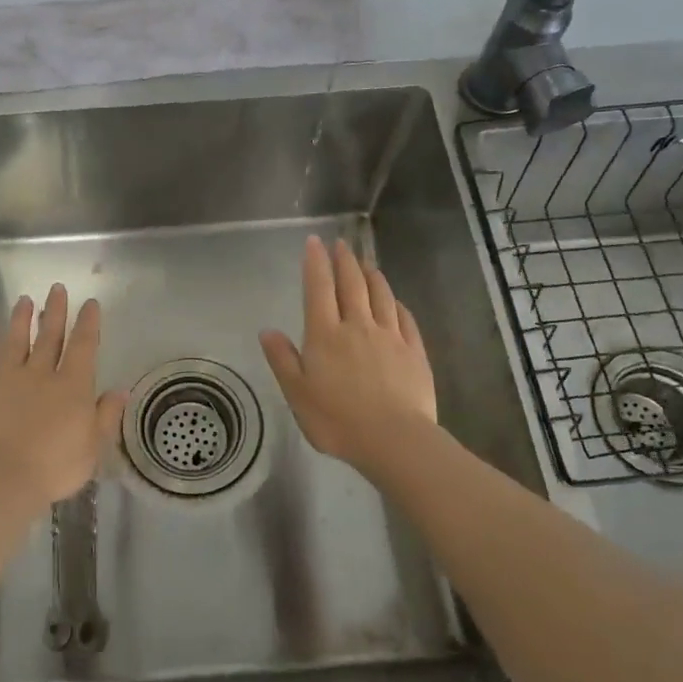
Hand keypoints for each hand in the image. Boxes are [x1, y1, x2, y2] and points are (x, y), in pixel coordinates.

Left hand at [0, 283, 126, 519]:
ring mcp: (7, 380)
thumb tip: (121, 390)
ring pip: (15, 342)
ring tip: (23, 301)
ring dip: (20, 320)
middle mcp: (40, 374)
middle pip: (49, 336)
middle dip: (54, 311)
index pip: (83, 345)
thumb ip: (106, 415)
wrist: (4, 479)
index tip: (90, 303)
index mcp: (72, 386)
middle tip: (56, 288)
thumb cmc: (56, 466)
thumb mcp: (93, 446)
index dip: (88, 322)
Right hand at [260, 235, 437, 472]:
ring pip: (381, 296)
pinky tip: (396, 302)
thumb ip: (283, 359)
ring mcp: (390, 337)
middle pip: (352, 285)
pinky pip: (405, 319)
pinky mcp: (414, 352)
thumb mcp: (297, 394)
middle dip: (345, 261)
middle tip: (341, 244)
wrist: (393, 439)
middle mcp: (358, 326)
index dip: (316, 263)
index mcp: (325, 334)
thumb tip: (267, 331)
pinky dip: (397, 304)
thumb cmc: (337, 420)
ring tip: (367, 264)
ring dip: (372, 276)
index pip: (318, 289)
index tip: (315, 242)